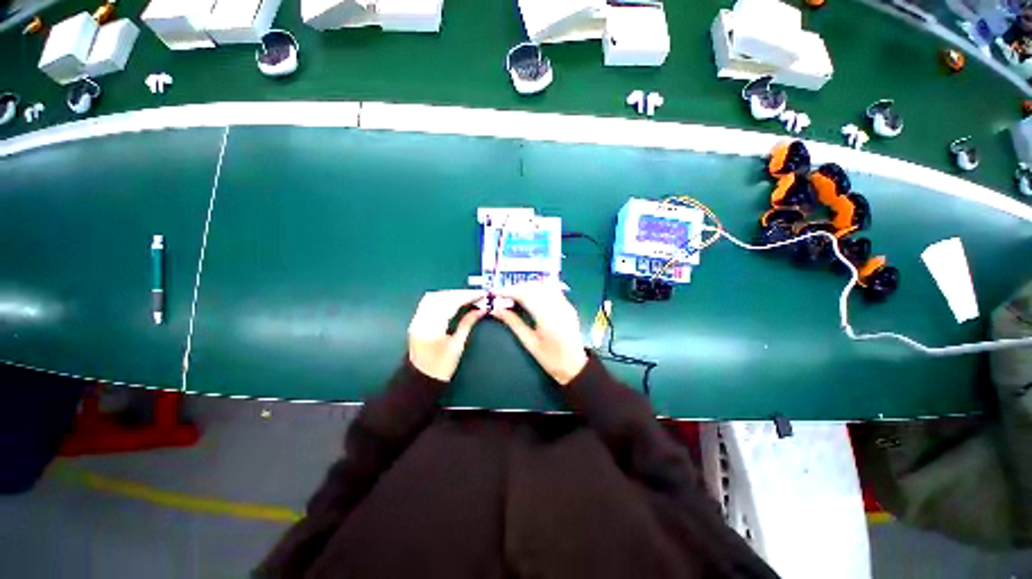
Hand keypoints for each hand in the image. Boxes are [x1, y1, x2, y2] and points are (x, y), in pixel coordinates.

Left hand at [408, 290, 486, 381]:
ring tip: (466, 296)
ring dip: (451, 294)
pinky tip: (453, 299)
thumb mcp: (458, 345)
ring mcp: (416, 319)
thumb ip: (468, 323)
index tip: (481, 294)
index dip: (467, 296)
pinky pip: (428, 302)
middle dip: (460, 293)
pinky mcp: (416, 320)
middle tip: (477, 294)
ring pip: (433, 297)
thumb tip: (481, 309)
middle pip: (441, 297)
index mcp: (432, 328)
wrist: (421, 379)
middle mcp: (421, 320)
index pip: (451, 304)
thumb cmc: (442, 367)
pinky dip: (442, 298)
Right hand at [491, 285, 587, 385]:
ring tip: (514, 293)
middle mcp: (558, 307)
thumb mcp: (529, 343)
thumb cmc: (550, 359)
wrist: (575, 366)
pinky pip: (552, 289)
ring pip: (543, 285)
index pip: (526, 295)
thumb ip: (513, 323)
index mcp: (547, 318)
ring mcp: (565, 304)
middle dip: (516, 287)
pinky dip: (539, 288)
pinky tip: (530, 293)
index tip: (496, 292)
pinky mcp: (568, 305)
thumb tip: (496, 310)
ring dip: (527, 286)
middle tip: (502, 293)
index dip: (509, 291)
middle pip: (534, 287)